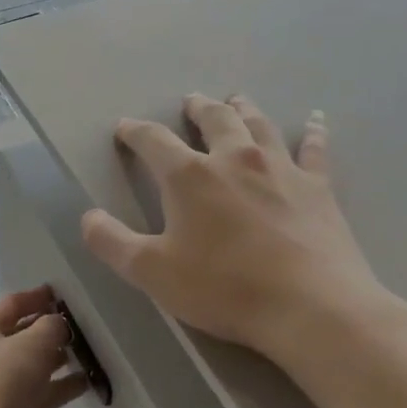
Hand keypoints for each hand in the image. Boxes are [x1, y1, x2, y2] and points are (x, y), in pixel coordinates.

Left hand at [0, 285, 90, 407]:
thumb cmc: (3, 381)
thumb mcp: (31, 343)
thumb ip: (51, 326)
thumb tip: (58, 323)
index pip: (9, 305)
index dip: (35, 296)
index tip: (61, 293)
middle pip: (21, 334)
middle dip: (48, 327)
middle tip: (81, 322)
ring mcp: (1, 386)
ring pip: (34, 364)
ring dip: (58, 357)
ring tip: (88, 349)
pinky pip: (43, 391)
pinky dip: (62, 385)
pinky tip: (88, 381)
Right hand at [80, 95, 392, 366]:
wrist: (311, 307)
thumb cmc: (223, 288)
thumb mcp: (151, 272)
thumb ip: (112, 242)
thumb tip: (88, 217)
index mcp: (190, 176)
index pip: (154, 140)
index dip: (135, 132)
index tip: (125, 128)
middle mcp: (235, 159)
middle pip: (215, 120)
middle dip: (198, 108)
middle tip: (191, 102)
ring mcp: (281, 169)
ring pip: (259, 125)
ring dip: (244, 109)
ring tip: (236, 100)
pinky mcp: (318, 188)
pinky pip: (314, 150)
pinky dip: (312, 132)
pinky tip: (315, 120)